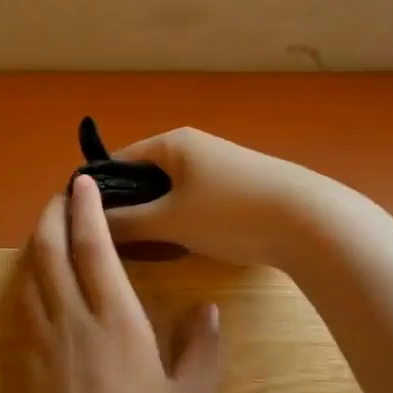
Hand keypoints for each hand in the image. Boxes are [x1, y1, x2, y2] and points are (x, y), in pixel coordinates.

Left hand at [15, 174, 222, 392]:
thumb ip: (202, 349)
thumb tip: (209, 308)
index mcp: (116, 323)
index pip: (95, 248)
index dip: (88, 209)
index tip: (83, 181)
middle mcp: (71, 322)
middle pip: (49, 250)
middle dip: (51, 213)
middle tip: (61, 194)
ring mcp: (40, 344)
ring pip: (28, 276)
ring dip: (35, 242)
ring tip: (49, 228)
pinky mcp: (22, 368)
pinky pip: (19, 307)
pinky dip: (26, 280)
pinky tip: (34, 282)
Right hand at [99, 128, 332, 268]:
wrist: (310, 221)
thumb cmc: (229, 213)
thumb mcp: (170, 221)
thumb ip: (126, 223)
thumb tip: (90, 224)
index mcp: (173, 143)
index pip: (119, 160)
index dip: (99, 191)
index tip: (82, 223)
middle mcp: (195, 147)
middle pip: (146, 177)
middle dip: (130, 207)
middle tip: (116, 243)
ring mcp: (221, 166)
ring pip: (172, 192)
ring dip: (158, 217)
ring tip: (149, 249)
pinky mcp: (241, 187)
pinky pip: (197, 201)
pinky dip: (184, 220)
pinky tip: (186, 246)